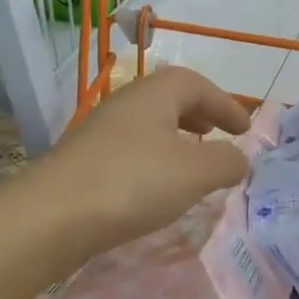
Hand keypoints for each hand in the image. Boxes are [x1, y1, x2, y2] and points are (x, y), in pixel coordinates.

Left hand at [31, 66, 252, 258]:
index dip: (225, 103)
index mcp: (154, 94)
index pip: (195, 84)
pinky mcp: (84, 162)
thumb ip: (226, 162)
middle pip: (167, 99)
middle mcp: (125, 104)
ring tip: (191, 164)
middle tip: (217, 134)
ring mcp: (100, 132)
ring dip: (174, 139)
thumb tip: (240, 158)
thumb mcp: (194, 172)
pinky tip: (156, 189)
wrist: (52, 215)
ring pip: (147, 126)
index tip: (245, 129)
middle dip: (198, 115)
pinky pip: (130, 151)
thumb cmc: (132, 182)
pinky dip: (153, 160)